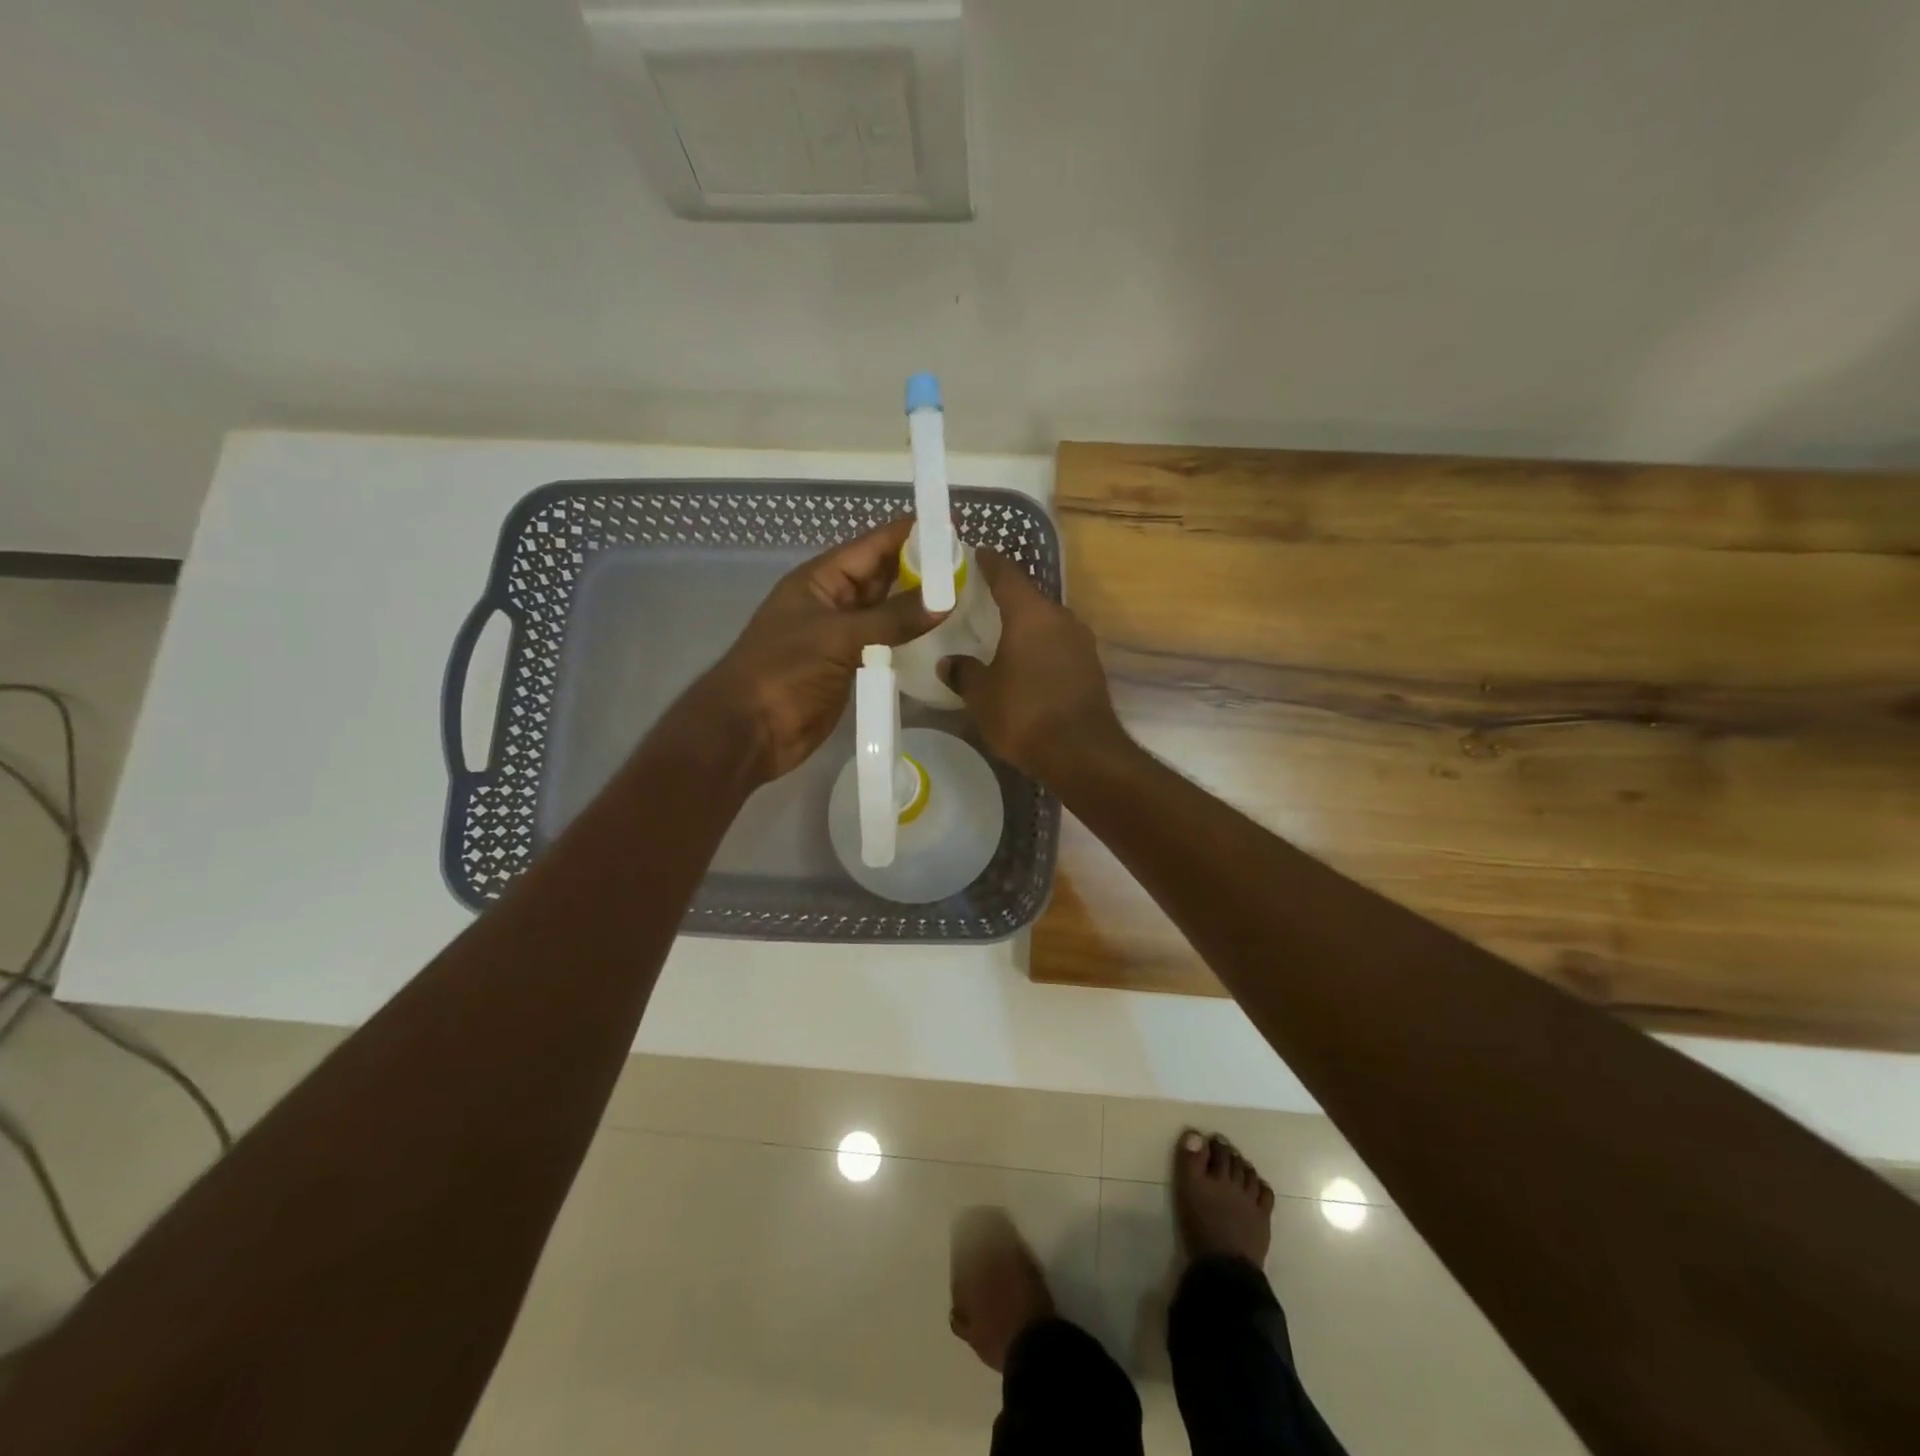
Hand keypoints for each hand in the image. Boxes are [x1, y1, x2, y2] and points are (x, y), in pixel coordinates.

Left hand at [683, 516, 941, 782]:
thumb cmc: (784, 672)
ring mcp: (842, 635)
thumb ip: (893, 619)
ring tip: (966, 597)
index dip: (912, 533)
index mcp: (821, 579)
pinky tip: (941, 638)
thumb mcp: (838, 637)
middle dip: (922, 569)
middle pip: (883, 575)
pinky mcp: (850, 667)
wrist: (750, 731)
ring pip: (887, 611)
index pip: (873, 545)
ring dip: (919, 606)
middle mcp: (833, 601)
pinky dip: (910, 640)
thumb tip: (945, 600)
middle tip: (971, 565)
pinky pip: (886, 644)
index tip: (954, 526)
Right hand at [938, 548, 1126, 781]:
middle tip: (980, 602)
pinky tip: (1026, 664)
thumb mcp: (981, 695)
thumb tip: (950, 662)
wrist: (1082, 753)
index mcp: (1031, 613)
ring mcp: (1082, 642)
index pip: (1007, 574)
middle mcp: (1061, 618)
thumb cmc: (1024, 714)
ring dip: (1027, 626)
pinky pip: (1059, 646)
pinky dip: (1041, 648)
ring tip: (1002, 635)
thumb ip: (964, 672)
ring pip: (1047, 624)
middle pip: (1030, 598)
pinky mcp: (1091, 667)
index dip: (989, 563)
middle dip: (1007, 598)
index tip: (976, 554)